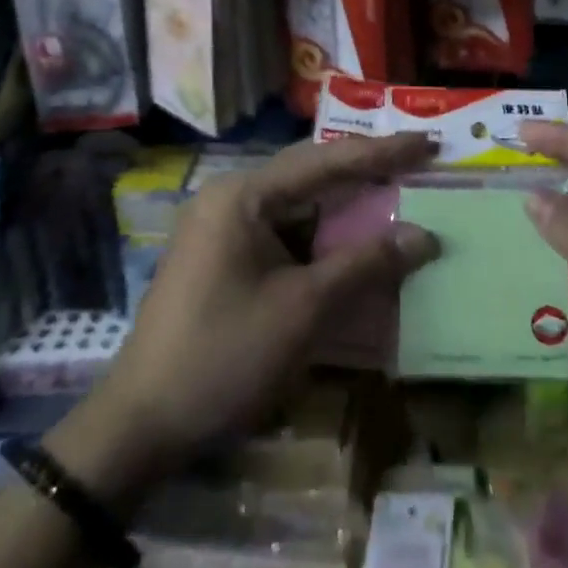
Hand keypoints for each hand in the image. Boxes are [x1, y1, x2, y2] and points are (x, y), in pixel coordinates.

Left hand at [52, 134, 439, 508]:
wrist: (140, 424)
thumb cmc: (224, 356)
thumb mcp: (303, 310)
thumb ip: (365, 264)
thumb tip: (426, 236)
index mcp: (244, 195)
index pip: (326, 161)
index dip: (382, 152)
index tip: (427, 142)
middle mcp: (232, 198)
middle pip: (312, 175)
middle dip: (366, 172)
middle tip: (418, 164)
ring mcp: (225, 228)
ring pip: (300, 206)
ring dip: (346, 209)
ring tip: (397, 197)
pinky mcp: (226, 258)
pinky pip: (286, 234)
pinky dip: (323, 239)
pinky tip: (355, 245)